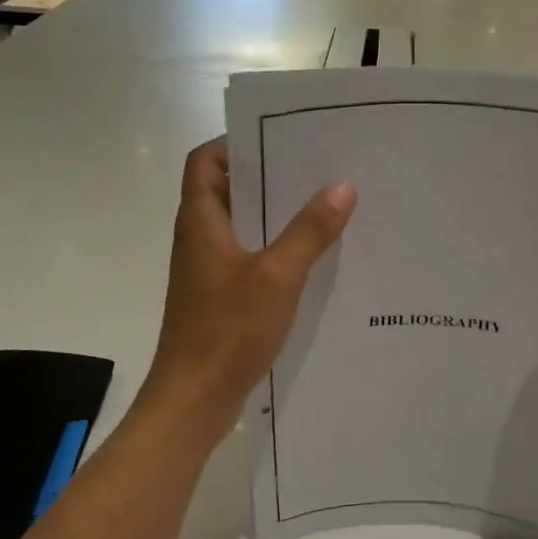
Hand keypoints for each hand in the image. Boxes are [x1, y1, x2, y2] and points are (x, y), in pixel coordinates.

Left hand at [140, 137, 356, 440]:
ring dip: (277, 216)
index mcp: (201, 220)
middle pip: (229, 190)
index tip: (280, 140)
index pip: (205, 160)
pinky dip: (276, 250)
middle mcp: (200, 237)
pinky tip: (314, 258)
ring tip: (326, 206)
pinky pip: (250, 257)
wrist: (195, 398)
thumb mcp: (277, 275)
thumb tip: (342, 186)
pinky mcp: (220, 296)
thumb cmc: (228, 329)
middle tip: (319, 169)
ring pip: (243, 226)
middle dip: (270, 177)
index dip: (235, 143)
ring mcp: (209, 269)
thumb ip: (310, 230)